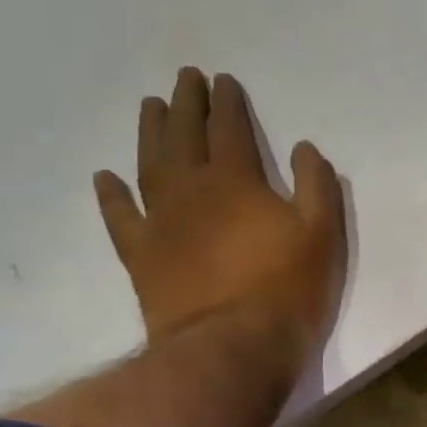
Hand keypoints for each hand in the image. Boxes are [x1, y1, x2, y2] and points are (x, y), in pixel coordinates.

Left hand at [94, 69, 345, 382]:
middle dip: (186, 103)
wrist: (230, 348)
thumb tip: (303, 148)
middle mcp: (191, 190)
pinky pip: (120, 217)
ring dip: (149, 131)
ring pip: (149, 164)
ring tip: (149, 105)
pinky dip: (111, 195)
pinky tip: (104, 177)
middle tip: (184, 77)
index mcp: (236, 180)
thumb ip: (315, 185)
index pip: (229, 127)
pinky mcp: (141, 256)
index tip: (222, 80)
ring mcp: (160, 222)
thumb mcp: (322, 234)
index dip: (227, 101)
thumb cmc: (286, 289)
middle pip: (184, 135)